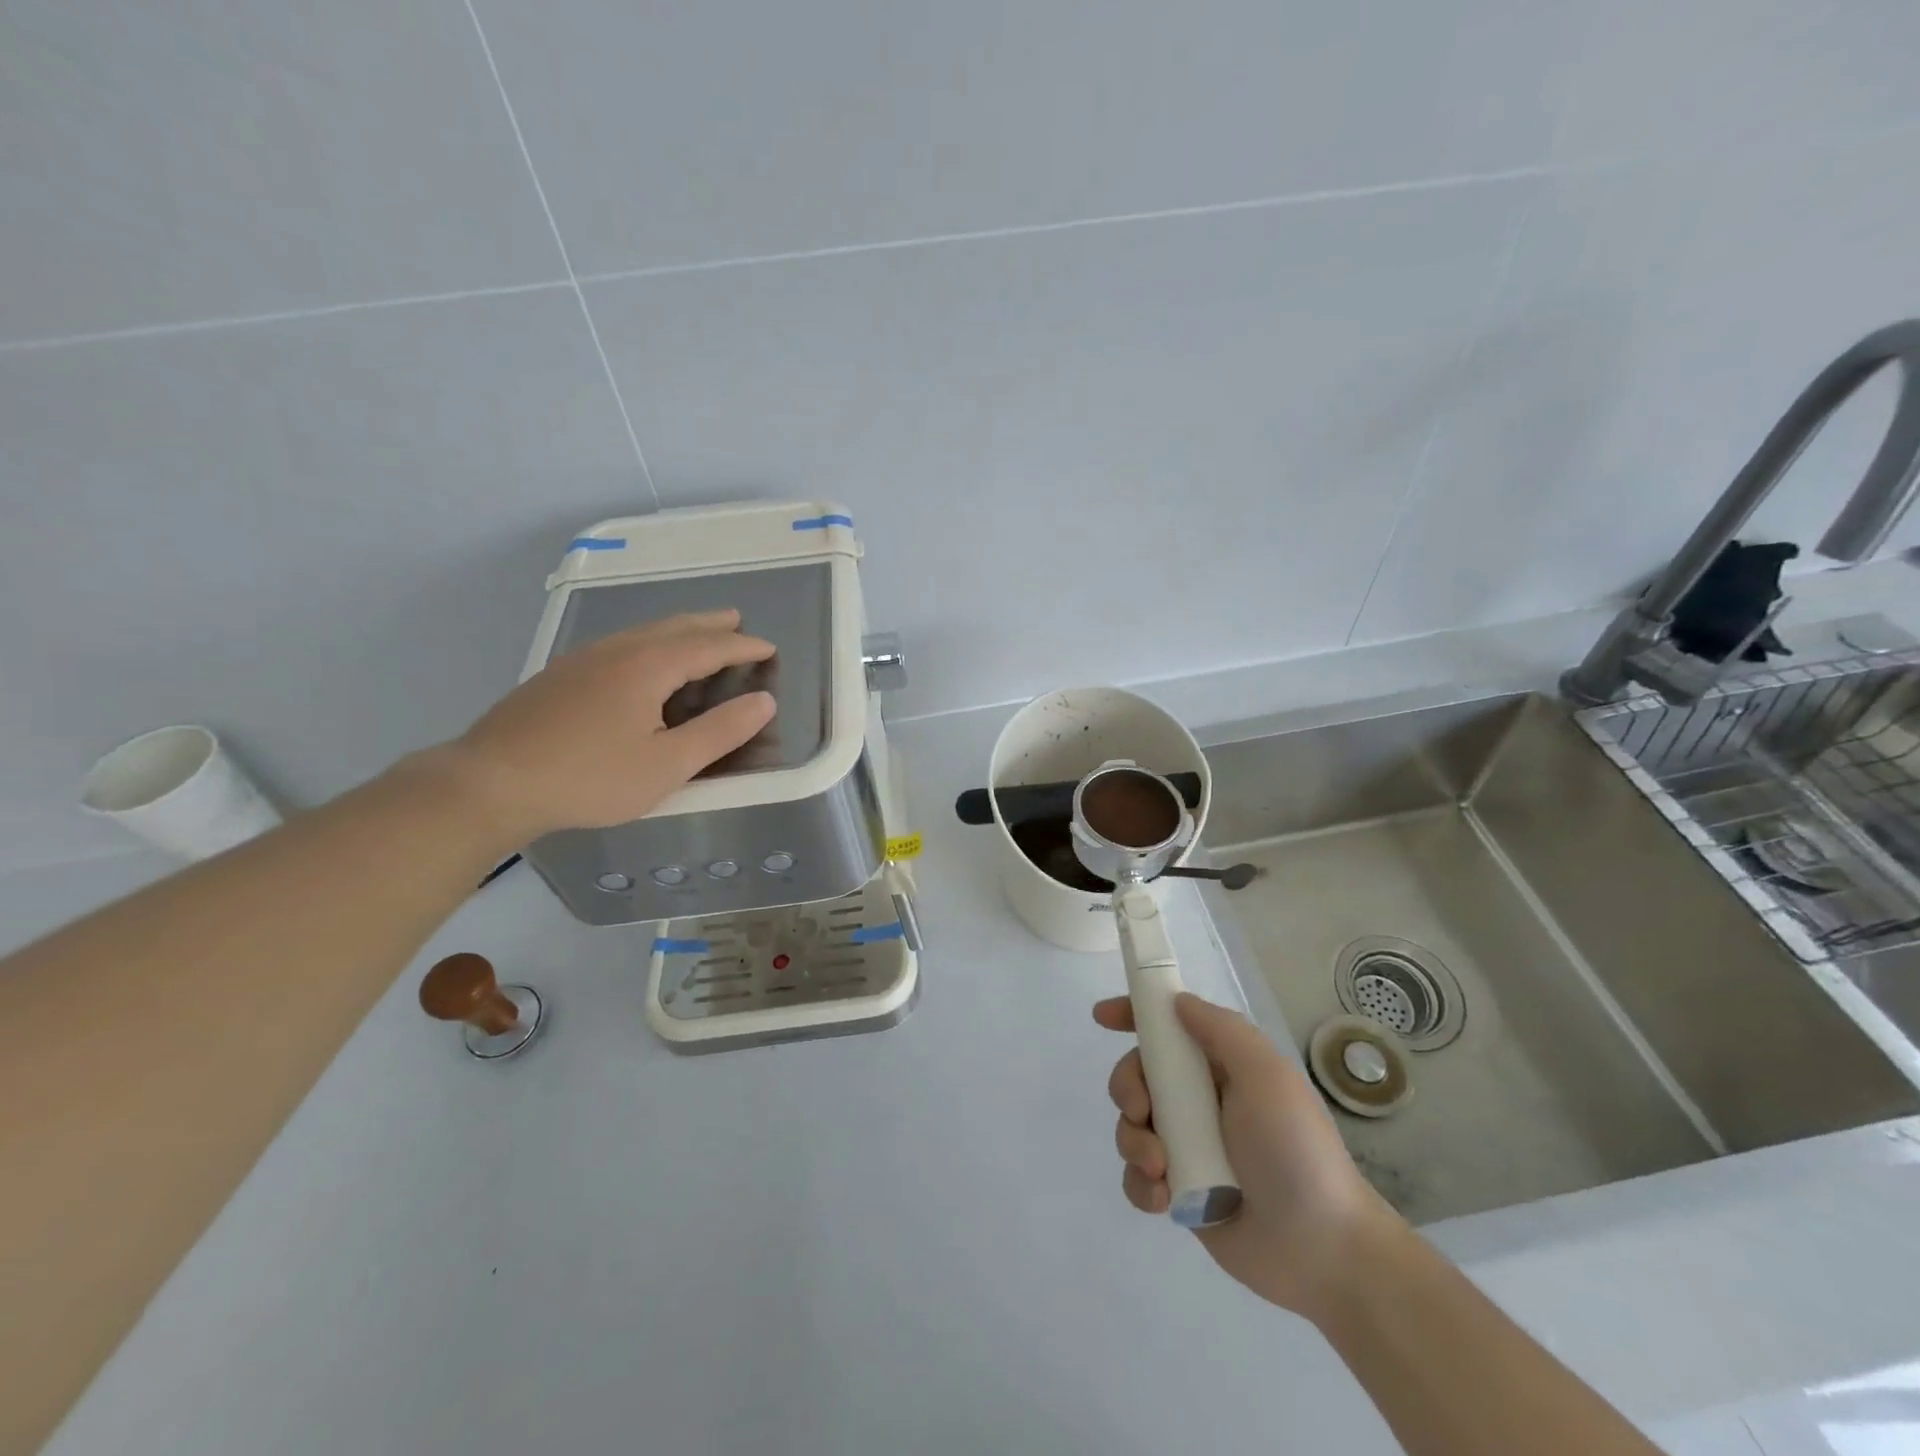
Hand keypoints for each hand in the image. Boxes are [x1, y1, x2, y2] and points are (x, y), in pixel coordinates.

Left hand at [452, 610, 776, 841]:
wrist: (491, 782)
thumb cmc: (591, 777)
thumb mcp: (669, 764)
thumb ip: (721, 731)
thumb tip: (764, 701)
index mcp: (649, 666)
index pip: (709, 646)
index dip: (742, 646)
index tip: (769, 647)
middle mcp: (618, 650)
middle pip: (674, 627)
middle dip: (710, 624)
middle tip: (736, 620)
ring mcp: (583, 659)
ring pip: (642, 632)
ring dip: (678, 629)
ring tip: (696, 633)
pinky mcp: (558, 675)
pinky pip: (619, 644)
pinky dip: (648, 641)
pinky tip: (639, 659)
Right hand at [1094, 991, 1402, 1322]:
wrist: (1323, 1249)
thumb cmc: (1295, 1150)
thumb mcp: (1266, 1075)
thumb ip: (1221, 1030)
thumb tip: (1177, 1001)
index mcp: (1221, 1068)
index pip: (1168, 1028)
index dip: (1133, 1015)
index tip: (1102, 1017)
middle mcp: (1199, 1101)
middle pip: (1137, 1075)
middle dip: (1127, 1088)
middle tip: (1142, 1112)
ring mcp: (1187, 1148)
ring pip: (1130, 1126)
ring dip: (1134, 1142)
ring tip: (1161, 1170)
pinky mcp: (1179, 1192)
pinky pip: (1136, 1177)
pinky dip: (1140, 1183)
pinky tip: (1164, 1199)